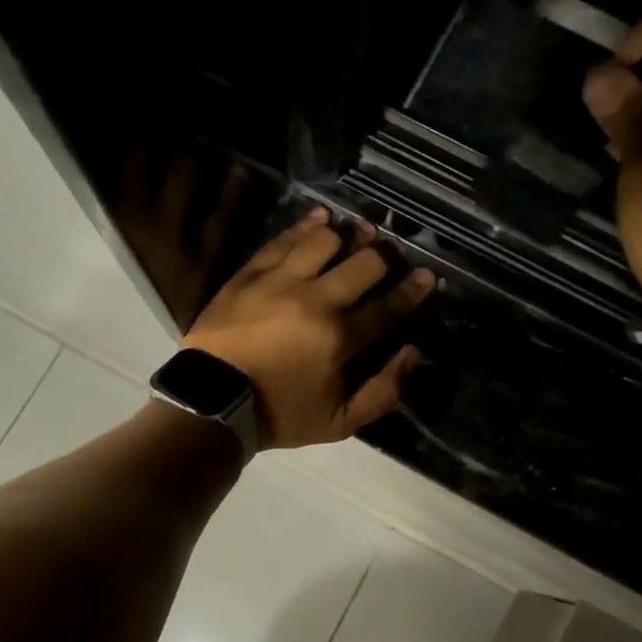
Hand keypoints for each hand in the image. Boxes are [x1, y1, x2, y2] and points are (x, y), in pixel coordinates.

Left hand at [182, 208, 435, 448]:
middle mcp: (316, 300)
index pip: (388, 306)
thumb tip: (412, 353)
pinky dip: (306, 226)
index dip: (413, 290)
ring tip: (356, 233)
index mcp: (341, 338)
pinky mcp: (251, 273)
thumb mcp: (339, 423)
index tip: (428, 275)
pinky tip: (321, 218)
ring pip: (324, 241)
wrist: (212, 403)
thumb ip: (383, 392)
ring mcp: (280, 281)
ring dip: (347, 236)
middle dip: (384, 256)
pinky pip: (284, 240)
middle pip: (363, 263)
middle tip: (389, 254)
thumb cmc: (280, 414)